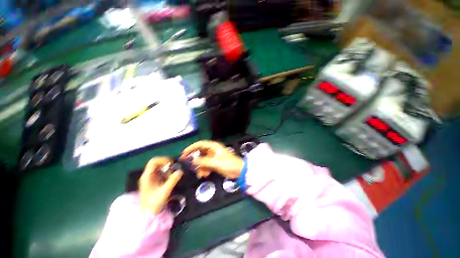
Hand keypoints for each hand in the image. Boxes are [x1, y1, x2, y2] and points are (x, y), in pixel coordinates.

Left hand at [139, 157, 182, 214]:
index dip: (163, 160)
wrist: (147, 215)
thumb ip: (172, 180)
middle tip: (174, 169)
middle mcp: (148, 175)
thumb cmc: (153, 204)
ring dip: (167, 169)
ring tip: (172, 175)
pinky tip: (170, 179)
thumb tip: (180, 171)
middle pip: (157, 163)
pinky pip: (161, 173)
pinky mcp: (154, 182)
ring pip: (159, 167)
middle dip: (167, 164)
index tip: (171, 164)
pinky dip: (167, 173)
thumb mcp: (164, 192)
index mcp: (147, 176)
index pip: (154, 161)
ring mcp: (150, 178)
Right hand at [181, 140, 243, 178]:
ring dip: (200, 167)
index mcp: (214, 146)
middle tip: (186, 163)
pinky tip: (205, 175)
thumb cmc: (229, 164)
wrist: (238, 171)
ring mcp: (214, 157)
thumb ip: (204, 161)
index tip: (184, 153)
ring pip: (203, 160)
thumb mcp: (215, 162)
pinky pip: (206, 165)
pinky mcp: (215, 163)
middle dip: (194, 158)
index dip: (192, 147)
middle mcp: (213, 150)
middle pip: (200, 152)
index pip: (200, 144)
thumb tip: (193, 160)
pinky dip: (205, 169)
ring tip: (201, 174)